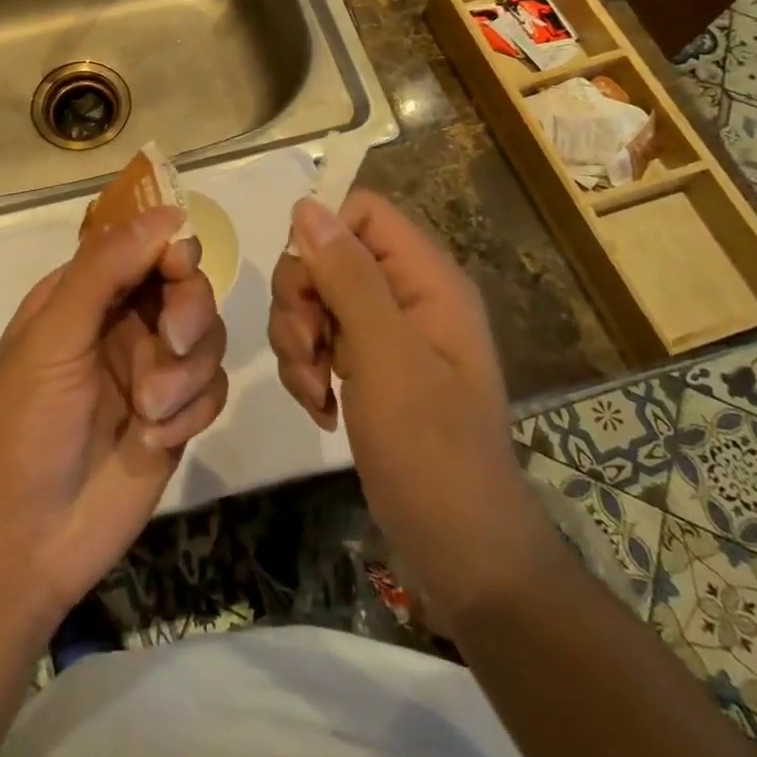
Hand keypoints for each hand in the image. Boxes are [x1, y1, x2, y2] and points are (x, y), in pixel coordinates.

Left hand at [0, 207, 228, 624]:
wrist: (21, 542)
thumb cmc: (22, 425)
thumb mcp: (54, 335)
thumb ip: (106, 269)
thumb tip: (168, 213)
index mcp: (87, 293)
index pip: (146, 247)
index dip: (171, 250)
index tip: (179, 267)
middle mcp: (124, 323)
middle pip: (188, 287)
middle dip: (188, 313)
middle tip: (171, 344)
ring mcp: (153, 370)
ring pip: (207, 337)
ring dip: (186, 373)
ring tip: (149, 412)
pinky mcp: (176, 417)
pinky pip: (213, 389)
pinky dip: (192, 410)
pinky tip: (155, 440)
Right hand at [269, 190, 555, 624]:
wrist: (458, 549)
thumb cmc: (431, 449)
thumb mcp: (386, 356)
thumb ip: (348, 277)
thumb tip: (307, 206)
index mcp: (426, 278)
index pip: (361, 212)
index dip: (322, 237)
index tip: (305, 288)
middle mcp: (406, 293)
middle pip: (327, 255)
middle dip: (301, 302)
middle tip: (307, 349)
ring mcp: (385, 331)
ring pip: (314, 298)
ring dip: (298, 342)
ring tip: (315, 391)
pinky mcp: (367, 364)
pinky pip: (317, 338)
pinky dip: (306, 368)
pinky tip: (320, 407)